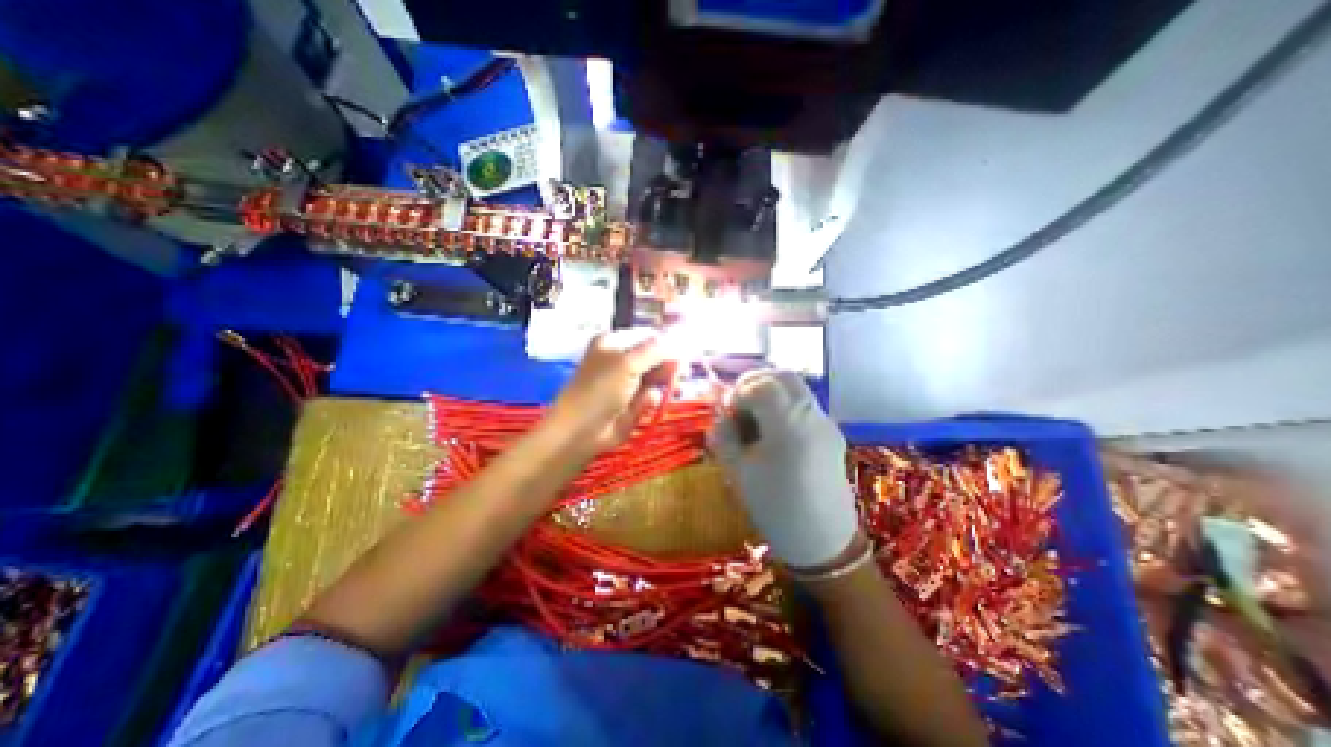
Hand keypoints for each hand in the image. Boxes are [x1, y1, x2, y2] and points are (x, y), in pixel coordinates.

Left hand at [547, 329, 677, 457]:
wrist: (582, 431)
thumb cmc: (600, 389)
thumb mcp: (627, 363)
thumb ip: (655, 350)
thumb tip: (677, 338)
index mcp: (614, 342)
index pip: (646, 335)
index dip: (666, 341)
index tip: (685, 348)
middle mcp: (621, 359)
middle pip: (654, 355)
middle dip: (669, 362)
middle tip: (684, 370)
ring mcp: (627, 382)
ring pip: (656, 376)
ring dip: (666, 379)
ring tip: (675, 385)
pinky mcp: (633, 402)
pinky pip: (651, 395)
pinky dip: (654, 397)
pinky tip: (651, 402)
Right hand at [711, 372, 858, 569]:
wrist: (824, 543)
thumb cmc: (775, 508)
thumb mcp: (737, 472)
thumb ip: (724, 436)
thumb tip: (722, 416)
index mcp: (788, 424)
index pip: (762, 385)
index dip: (739, 393)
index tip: (728, 414)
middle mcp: (812, 415)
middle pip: (783, 376)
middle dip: (755, 383)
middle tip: (739, 405)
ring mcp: (826, 423)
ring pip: (796, 388)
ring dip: (771, 393)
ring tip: (755, 419)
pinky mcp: (832, 433)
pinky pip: (805, 404)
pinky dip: (785, 405)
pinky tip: (774, 431)